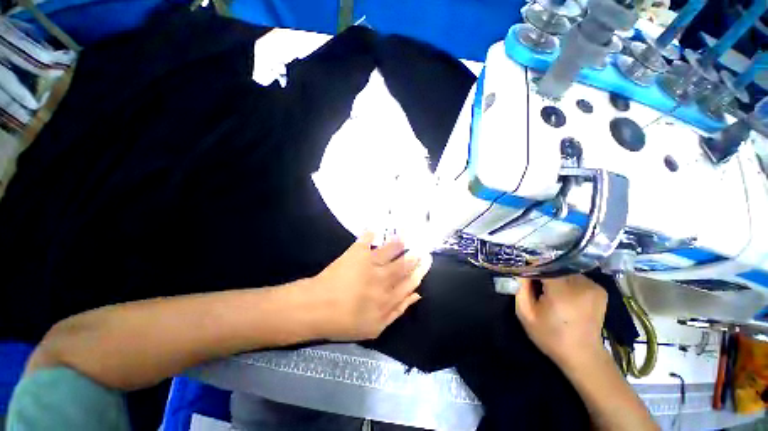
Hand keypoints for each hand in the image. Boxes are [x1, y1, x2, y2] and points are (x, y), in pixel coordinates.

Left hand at [311, 232, 430, 340]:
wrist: (316, 308)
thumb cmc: (344, 321)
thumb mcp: (375, 327)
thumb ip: (398, 311)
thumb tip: (417, 295)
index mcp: (388, 298)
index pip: (410, 282)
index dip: (420, 272)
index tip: (426, 263)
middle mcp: (382, 279)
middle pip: (403, 265)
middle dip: (414, 256)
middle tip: (422, 248)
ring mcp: (369, 264)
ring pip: (390, 251)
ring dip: (399, 242)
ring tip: (406, 235)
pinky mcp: (356, 254)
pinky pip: (366, 241)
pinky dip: (370, 234)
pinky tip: (374, 228)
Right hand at [515, 275, 607, 370]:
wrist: (582, 355)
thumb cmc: (550, 336)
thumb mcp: (525, 313)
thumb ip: (520, 288)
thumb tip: (521, 270)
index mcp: (562, 292)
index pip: (544, 265)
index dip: (532, 266)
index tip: (525, 272)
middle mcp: (581, 285)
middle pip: (555, 267)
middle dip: (544, 272)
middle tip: (536, 285)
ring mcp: (593, 287)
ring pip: (565, 271)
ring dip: (556, 277)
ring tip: (550, 291)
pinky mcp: (600, 290)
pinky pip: (576, 277)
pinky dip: (567, 282)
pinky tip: (565, 295)